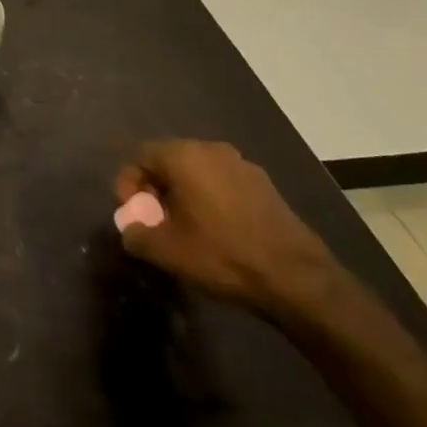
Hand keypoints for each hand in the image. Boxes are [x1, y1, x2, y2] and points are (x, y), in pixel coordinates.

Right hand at [114, 139, 334, 314]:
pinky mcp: (264, 184)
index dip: (129, 184)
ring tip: (186, 228)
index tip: (135, 215)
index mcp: (184, 156)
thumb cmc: (223, 255)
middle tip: (156, 221)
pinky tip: (217, 230)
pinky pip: (222, 182)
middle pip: (169, 160)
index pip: (141, 156)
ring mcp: (242, 164)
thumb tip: (131, 229)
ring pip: (197, 171)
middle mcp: (212, 149)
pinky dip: (210, 198)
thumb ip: (136, 234)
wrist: (297, 277)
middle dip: (156, 188)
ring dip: (183, 193)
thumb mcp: (167, 251)